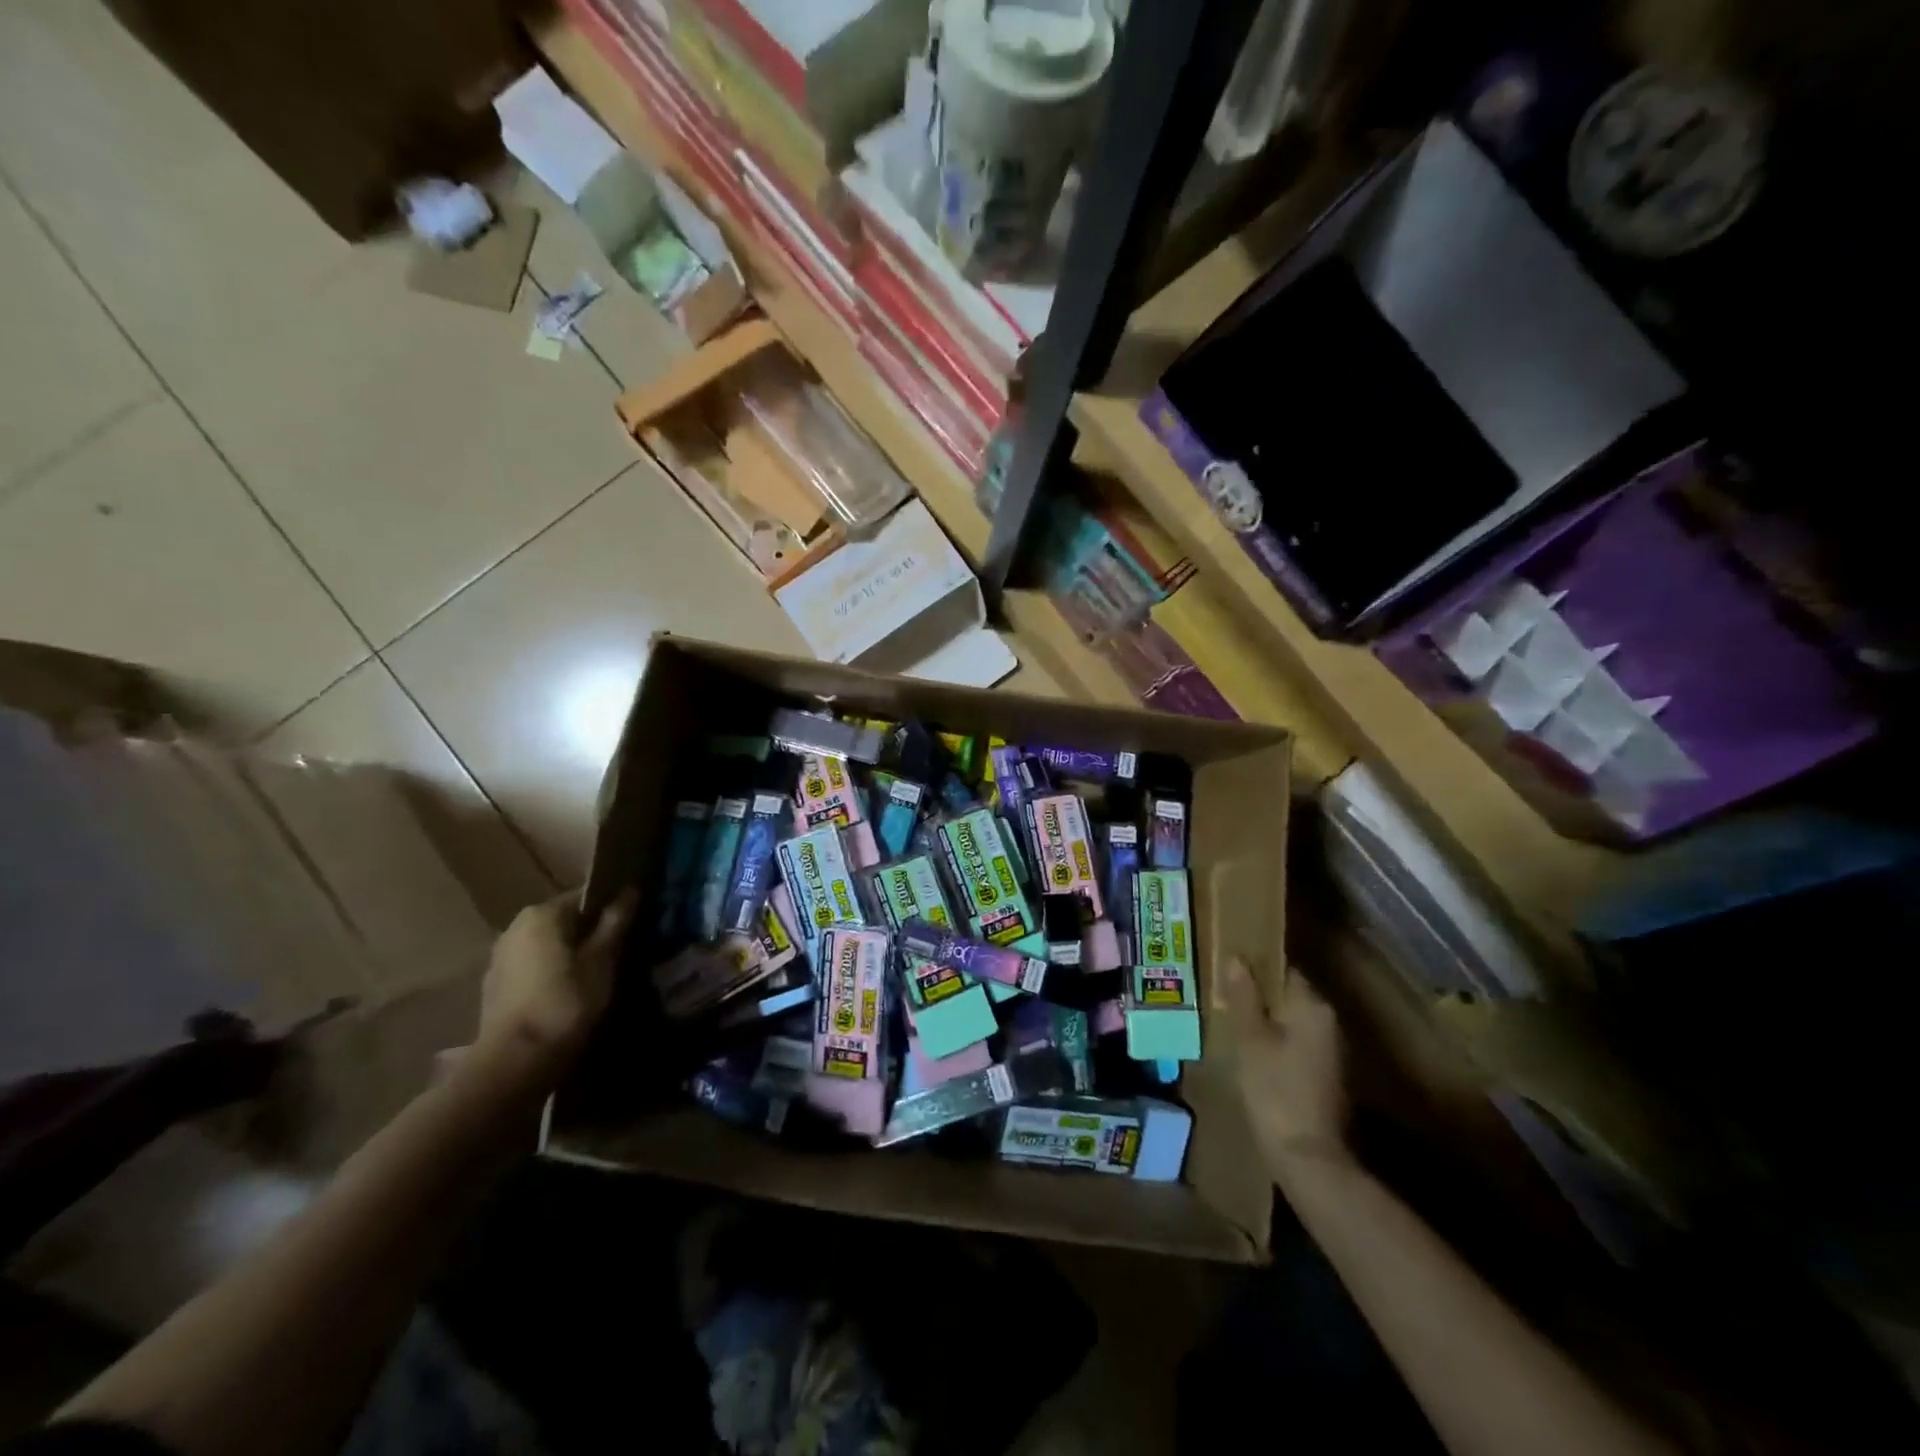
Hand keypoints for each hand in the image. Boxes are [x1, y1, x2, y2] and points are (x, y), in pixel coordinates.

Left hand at [470, 889, 633, 1093]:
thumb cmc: (565, 1003)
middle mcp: (515, 926)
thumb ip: (615, 922)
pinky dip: (551, 971)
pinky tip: (567, 993)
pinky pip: (532, 966)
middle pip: (565, 919)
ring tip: (595, 975)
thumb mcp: (601, 961)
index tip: (632, 926)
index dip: (612, 908)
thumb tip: (630, 889)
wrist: (513, 1063)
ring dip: (570, 953)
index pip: (586, 896)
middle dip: (590, 931)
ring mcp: (500, 956)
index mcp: (542, 914)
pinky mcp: (494, 985)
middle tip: (619, 952)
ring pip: (548, 943)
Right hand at [1223, 957, 1349, 1178]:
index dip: (1255, 966)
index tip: (1227, 969)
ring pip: (1292, 1021)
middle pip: (1289, 995)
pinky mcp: (1326, 1075)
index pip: (1283, 970)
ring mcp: (1331, 1051)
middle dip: (1258, 994)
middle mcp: (1329, 1022)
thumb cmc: (1275, 1089)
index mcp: (1313, 1006)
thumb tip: (1237, 958)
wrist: (1308, 1158)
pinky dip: (1276, 1042)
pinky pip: (1296, 1043)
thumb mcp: (1250, 1039)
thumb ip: (1244, 997)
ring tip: (1231, 1021)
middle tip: (1222, 995)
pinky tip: (1251, 1052)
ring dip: (1266, 1019)